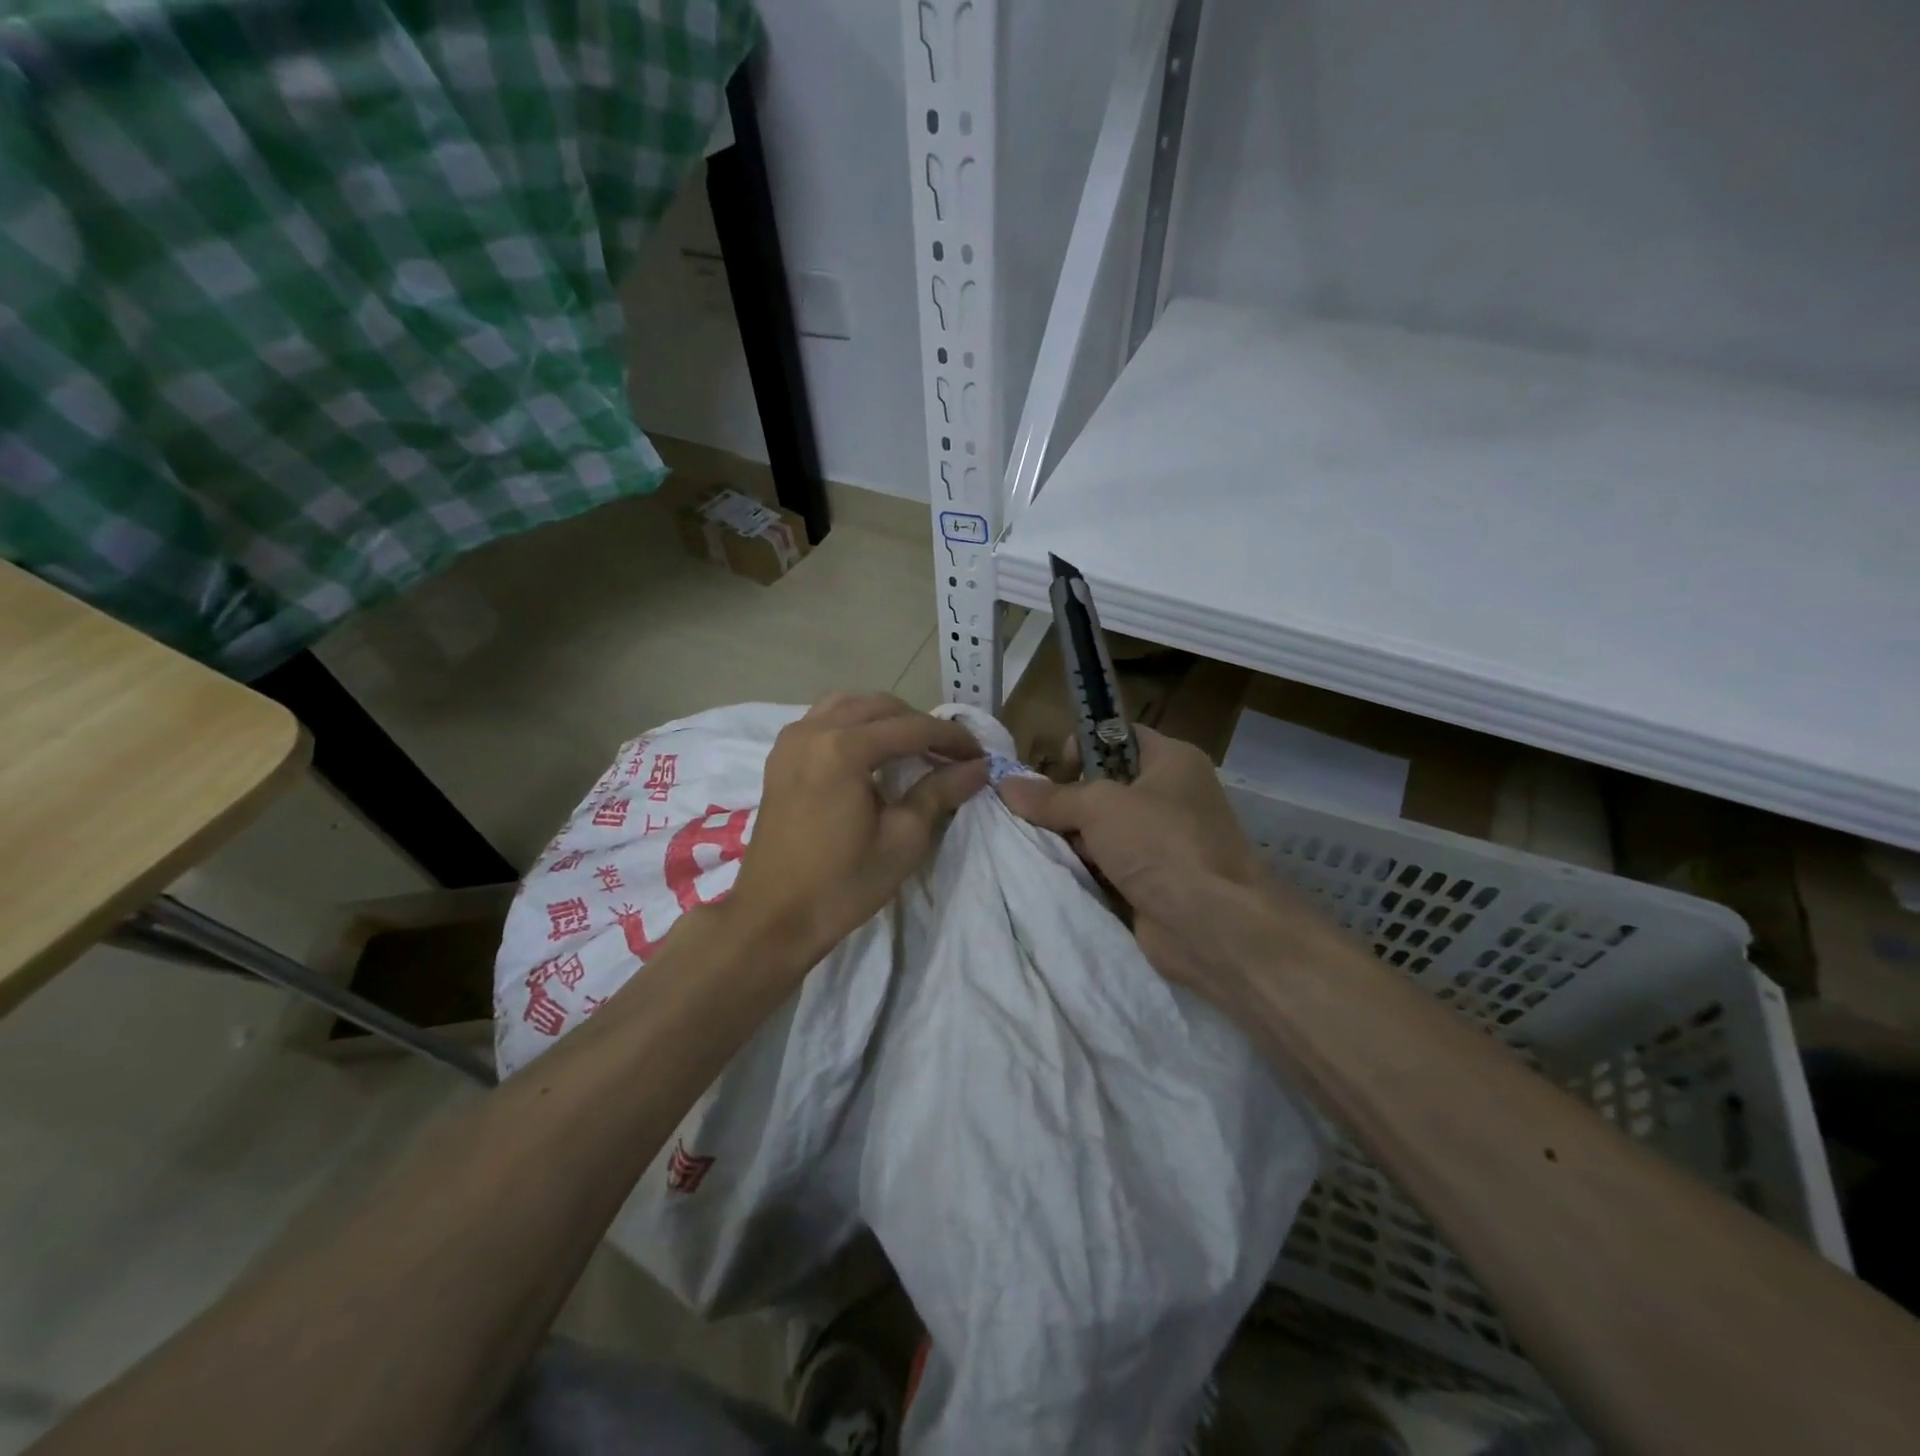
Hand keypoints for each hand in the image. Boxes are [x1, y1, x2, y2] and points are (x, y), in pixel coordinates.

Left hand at [727, 693, 987, 972]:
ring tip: (913, 749)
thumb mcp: (903, 839)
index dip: (951, 738)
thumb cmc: (842, 884)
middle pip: (880, 707)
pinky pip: (824, 719)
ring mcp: (792, 740)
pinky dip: (854, 724)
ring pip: (850, 705)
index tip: (979, 755)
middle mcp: (814, 730)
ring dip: (886, 719)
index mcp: (843, 749)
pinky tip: (871, 752)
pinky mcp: (780, 756)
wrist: (772, 917)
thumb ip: (940, 792)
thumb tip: (978, 767)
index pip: (912, 727)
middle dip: (920, 725)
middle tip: (949, 755)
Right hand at [996, 725, 1264, 988]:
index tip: (1055, 768)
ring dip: (1073, 838)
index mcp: (1173, 761)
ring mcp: (1165, 842)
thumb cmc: (1161, 843)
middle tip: (1035, 813)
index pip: (1120, 737)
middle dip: (1069, 799)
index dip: (1085, 745)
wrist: (1211, 925)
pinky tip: (1056, 871)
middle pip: (1107, 786)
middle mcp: (1173, 796)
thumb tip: (1006, 785)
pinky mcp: (1154, 881)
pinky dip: (1086, 868)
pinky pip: (1109, 865)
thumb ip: (1052, 796)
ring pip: (1104, 829)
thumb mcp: (1099, 807)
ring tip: (1038, 844)